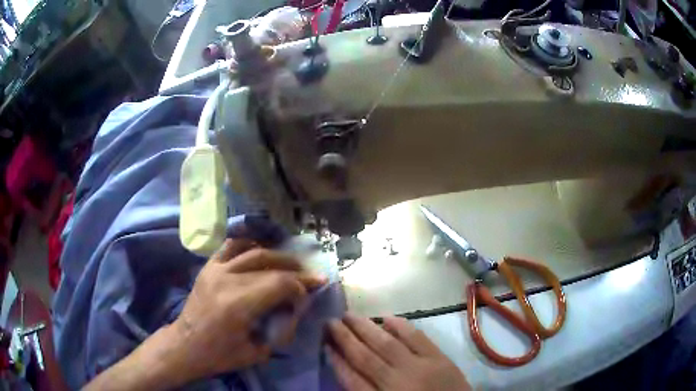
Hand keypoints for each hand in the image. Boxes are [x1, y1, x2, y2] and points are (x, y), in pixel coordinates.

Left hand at [171, 239, 326, 379]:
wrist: (185, 345)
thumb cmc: (220, 354)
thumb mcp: (258, 351)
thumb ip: (281, 328)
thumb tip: (297, 307)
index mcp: (238, 304)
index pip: (280, 283)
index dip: (302, 284)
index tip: (317, 286)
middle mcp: (227, 280)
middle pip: (270, 265)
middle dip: (295, 270)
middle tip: (309, 276)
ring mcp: (215, 270)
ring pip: (253, 251)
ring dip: (277, 255)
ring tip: (291, 264)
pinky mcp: (208, 267)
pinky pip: (231, 246)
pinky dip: (249, 245)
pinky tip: (261, 250)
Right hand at [327, 314, 469, 390]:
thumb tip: (348, 371)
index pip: (352, 380)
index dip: (337, 362)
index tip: (325, 346)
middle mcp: (398, 382)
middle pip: (366, 358)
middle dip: (346, 339)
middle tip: (331, 322)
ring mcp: (420, 368)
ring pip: (387, 345)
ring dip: (366, 329)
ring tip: (349, 315)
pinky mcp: (439, 359)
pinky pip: (417, 338)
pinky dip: (401, 326)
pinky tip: (386, 317)